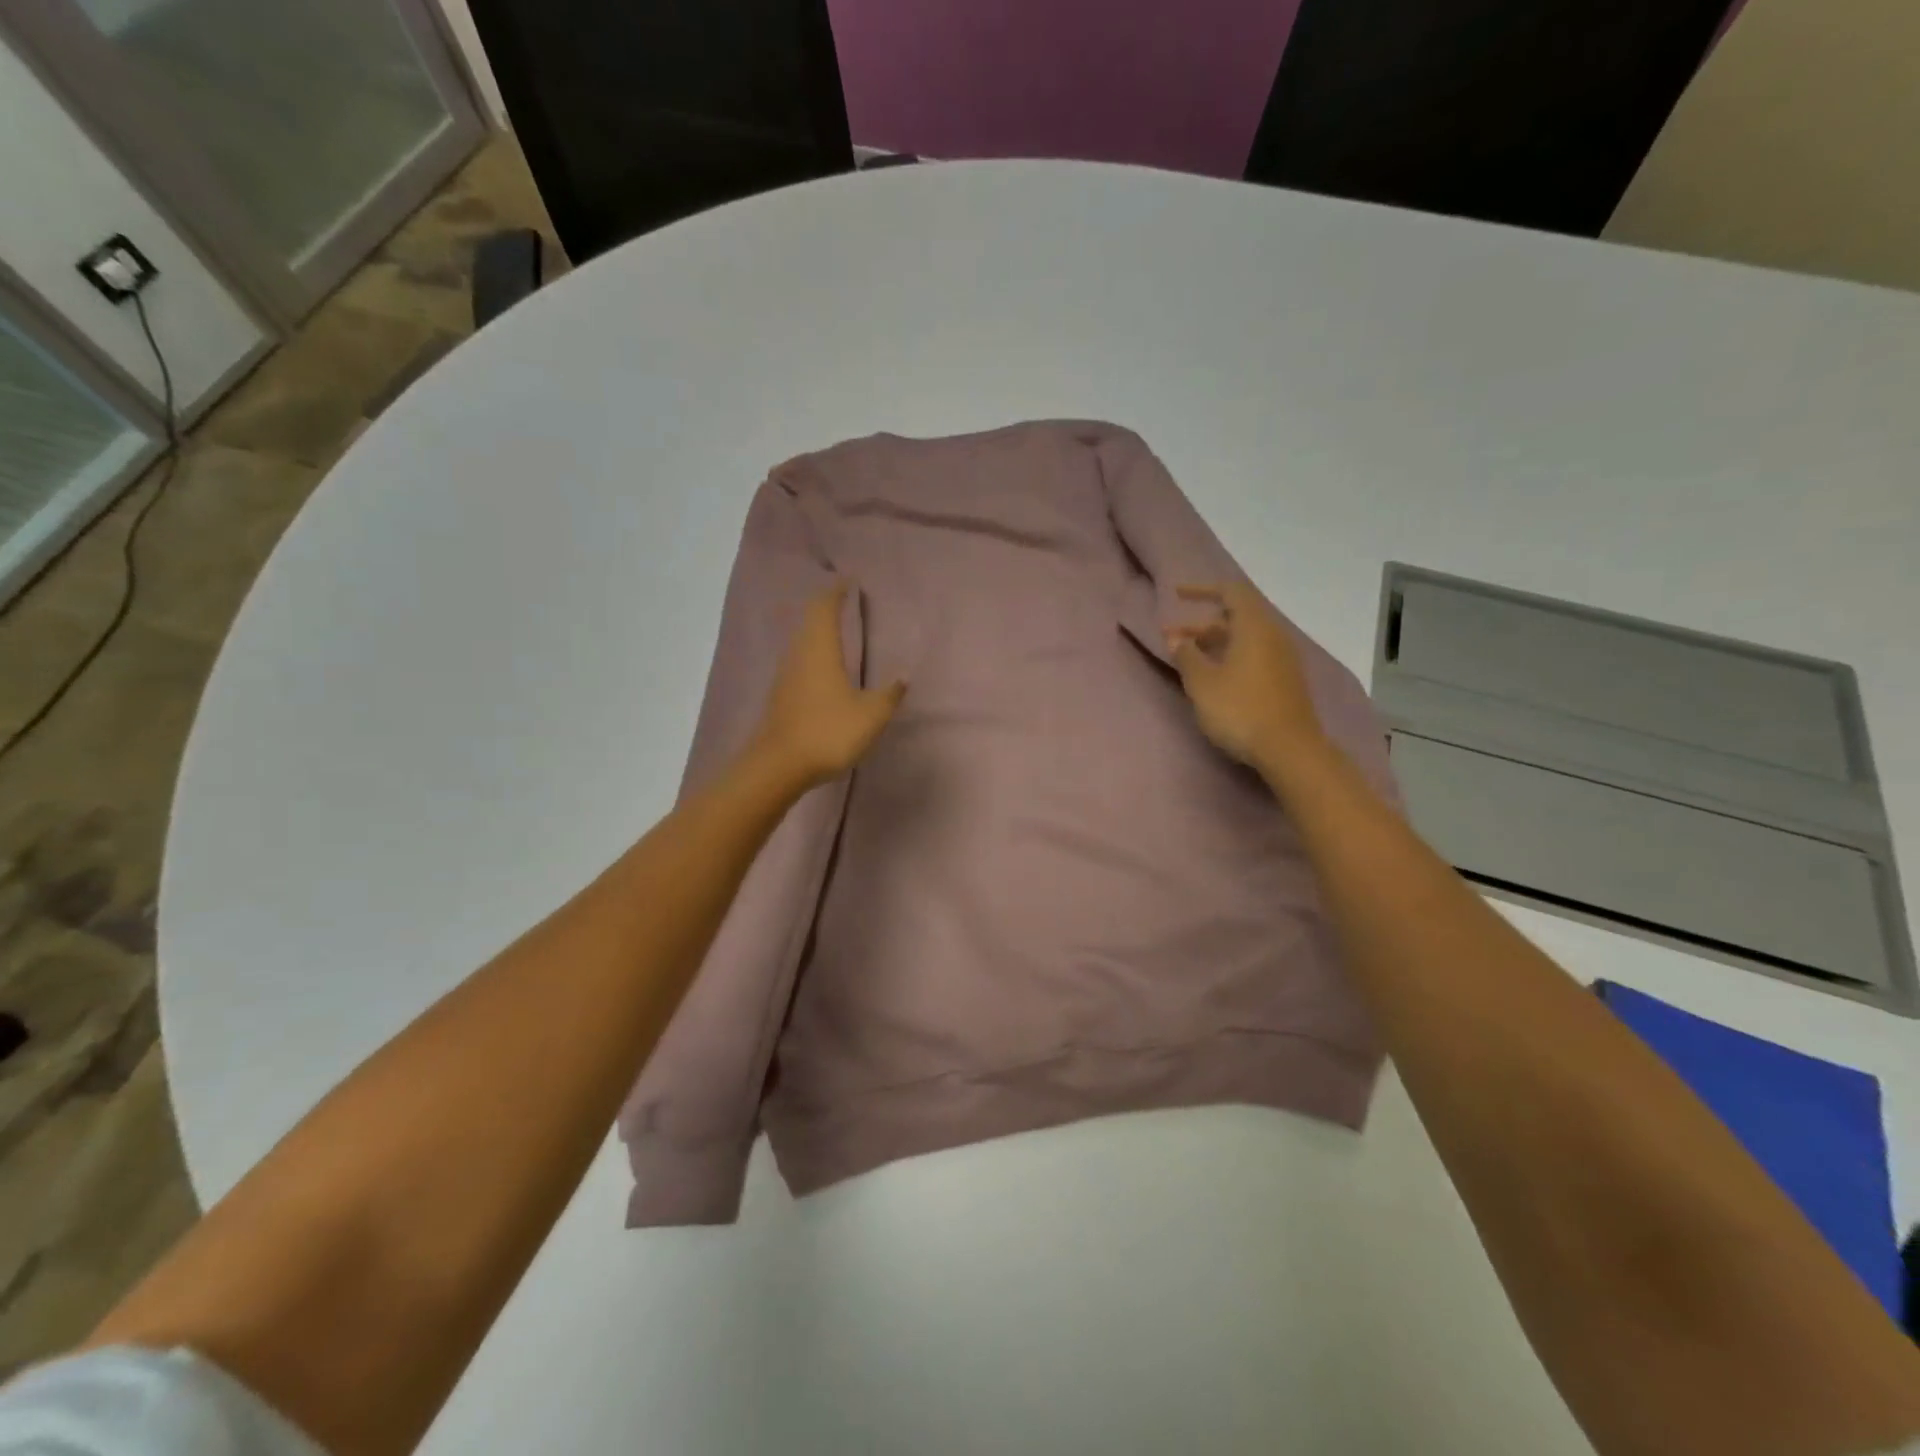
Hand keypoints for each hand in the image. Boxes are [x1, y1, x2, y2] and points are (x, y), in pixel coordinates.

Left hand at [752, 581, 905, 788]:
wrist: (779, 767)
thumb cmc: (828, 732)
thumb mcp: (870, 715)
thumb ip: (889, 694)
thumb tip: (903, 676)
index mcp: (820, 650)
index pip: (825, 609)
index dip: (835, 592)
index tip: (847, 581)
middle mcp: (799, 656)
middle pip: (809, 622)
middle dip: (826, 608)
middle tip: (843, 601)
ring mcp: (786, 677)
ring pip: (802, 643)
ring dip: (817, 632)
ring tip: (836, 631)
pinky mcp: (781, 697)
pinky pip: (799, 664)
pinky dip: (812, 655)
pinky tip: (823, 669)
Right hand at [1164, 582, 1325, 772]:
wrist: (1289, 749)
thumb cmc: (1240, 710)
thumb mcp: (1203, 683)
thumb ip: (1187, 656)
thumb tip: (1178, 638)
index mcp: (1254, 627)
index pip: (1231, 592)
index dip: (1202, 589)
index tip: (1177, 595)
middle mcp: (1273, 635)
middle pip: (1237, 616)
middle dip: (1201, 623)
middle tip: (1173, 636)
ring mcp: (1282, 659)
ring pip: (1245, 638)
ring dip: (1215, 642)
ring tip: (1188, 658)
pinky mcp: (1285, 680)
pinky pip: (1254, 655)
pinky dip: (1230, 655)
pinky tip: (1214, 676)